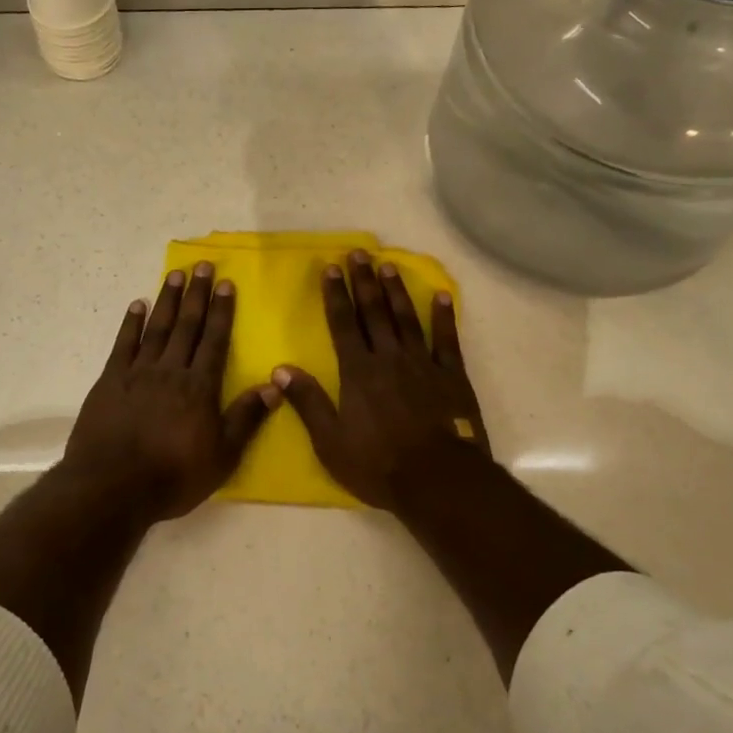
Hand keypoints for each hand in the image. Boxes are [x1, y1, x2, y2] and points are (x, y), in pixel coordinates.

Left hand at [62, 261, 278, 522]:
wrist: (113, 487)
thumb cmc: (173, 476)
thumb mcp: (222, 456)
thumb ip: (246, 418)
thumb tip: (274, 384)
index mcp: (200, 387)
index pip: (215, 340)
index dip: (222, 311)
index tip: (227, 283)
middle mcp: (171, 371)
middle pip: (187, 326)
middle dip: (197, 295)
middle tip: (202, 266)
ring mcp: (137, 373)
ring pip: (156, 328)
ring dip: (167, 300)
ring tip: (175, 275)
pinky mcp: (109, 381)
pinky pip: (123, 345)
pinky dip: (131, 323)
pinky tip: (136, 305)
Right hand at [273, 251, 491, 511]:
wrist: (437, 480)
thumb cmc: (378, 464)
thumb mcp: (331, 441)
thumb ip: (308, 402)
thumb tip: (280, 369)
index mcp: (358, 372)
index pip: (343, 324)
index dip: (335, 295)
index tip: (331, 268)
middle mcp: (389, 358)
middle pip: (374, 312)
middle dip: (364, 281)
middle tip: (359, 253)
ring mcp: (423, 364)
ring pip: (406, 318)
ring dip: (396, 291)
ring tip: (388, 265)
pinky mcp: (451, 376)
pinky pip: (446, 340)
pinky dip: (443, 317)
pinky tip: (441, 296)